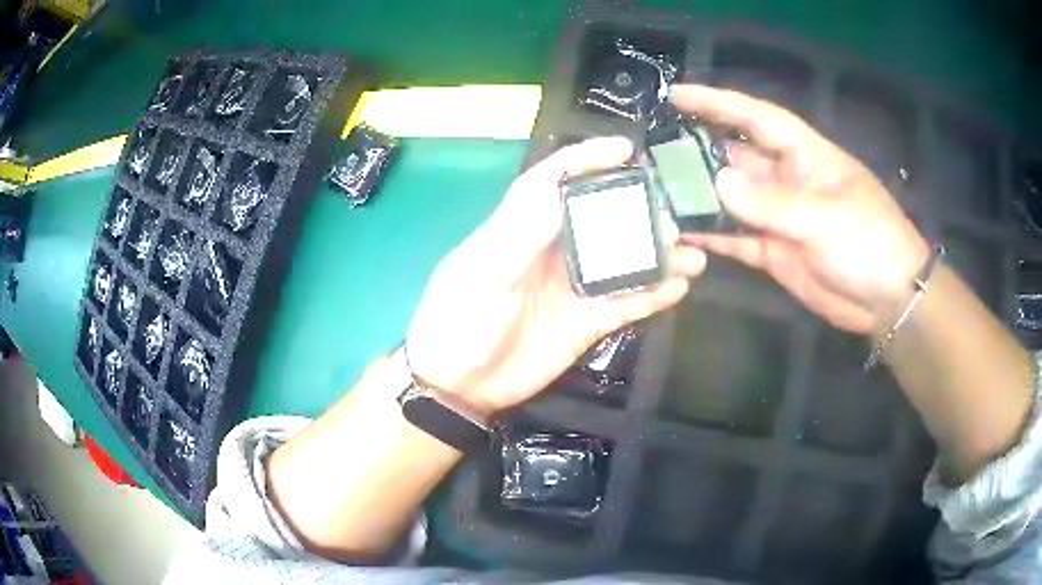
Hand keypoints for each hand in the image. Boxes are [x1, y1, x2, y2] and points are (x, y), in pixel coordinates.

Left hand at [405, 137, 706, 415]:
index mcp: (522, 227)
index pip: (556, 180)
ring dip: (658, 256)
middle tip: (675, 213)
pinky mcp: (586, 322)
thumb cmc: (461, 317)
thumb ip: (524, 230)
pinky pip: (626, 304)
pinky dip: (653, 295)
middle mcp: (553, 250)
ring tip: (693, 253)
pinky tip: (679, 288)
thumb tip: (565, 188)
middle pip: (603, 219)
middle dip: (640, 211)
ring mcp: (573, 287)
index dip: (588, 159)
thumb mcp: (484, 269)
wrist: (459, 383)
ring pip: (623, 262)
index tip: (626, 150)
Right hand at [672, 85, 928, 334]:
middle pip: (737, 156)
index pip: (757, 117)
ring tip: (659, 192)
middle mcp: (788, 179)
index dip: (718, 103)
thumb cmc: (869, 244)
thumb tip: (718, 181)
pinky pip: (737, 238)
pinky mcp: (775, 251)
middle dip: (700, 151)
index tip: (677, 95)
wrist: (887, 300)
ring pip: (733, 198)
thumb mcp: (825, 218)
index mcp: (805, 155)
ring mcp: (780, 217)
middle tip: (655, 153)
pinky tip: (684, 234)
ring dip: (702, 195)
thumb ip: (773, 202)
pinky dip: (714, 236)